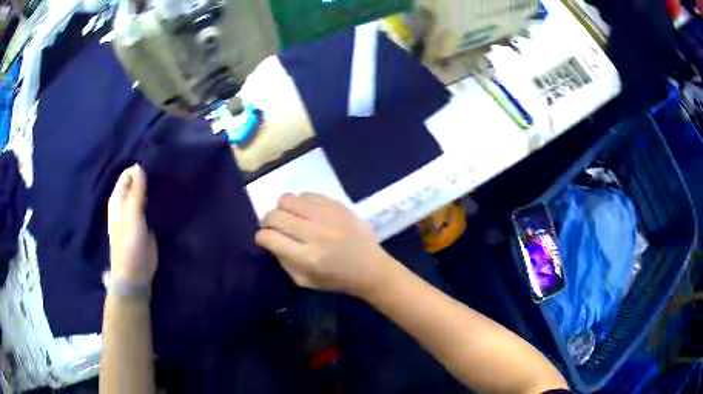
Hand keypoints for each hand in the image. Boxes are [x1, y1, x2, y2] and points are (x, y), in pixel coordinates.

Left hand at [108, 165, 156, 284]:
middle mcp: (125, 205)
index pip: (127, 175)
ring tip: (167, 185)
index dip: (139, 170)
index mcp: (118, 199)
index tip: (155, 168)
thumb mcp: (132, 215)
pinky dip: (155, 202)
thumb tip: (139, 166)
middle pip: (135, 184)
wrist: (135, 273)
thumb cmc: (129, 243)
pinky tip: (165, 199)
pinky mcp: (145, 226)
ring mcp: (135, 216)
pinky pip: (150, 208)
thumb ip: (136, 191)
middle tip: (163, 176)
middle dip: (147, 179)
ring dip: (152, 190)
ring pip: (143, 196)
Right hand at [256, 193, 395, 297]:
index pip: (269, 237)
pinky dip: (300, 203)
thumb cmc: (336, 279)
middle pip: (275, 216)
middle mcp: (315, 233)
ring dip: (282, 208)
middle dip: (268, 221)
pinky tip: (306, 212)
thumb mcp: (304, 281)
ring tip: (289, 217)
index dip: (261, 237)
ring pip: (288, 199)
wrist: (371, 267)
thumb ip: (283, 261)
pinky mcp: (337, 205)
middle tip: (274, 227)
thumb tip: (270, 239)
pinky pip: (306, 194)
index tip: (264, 239)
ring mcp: (327, 216)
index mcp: (307, 257)